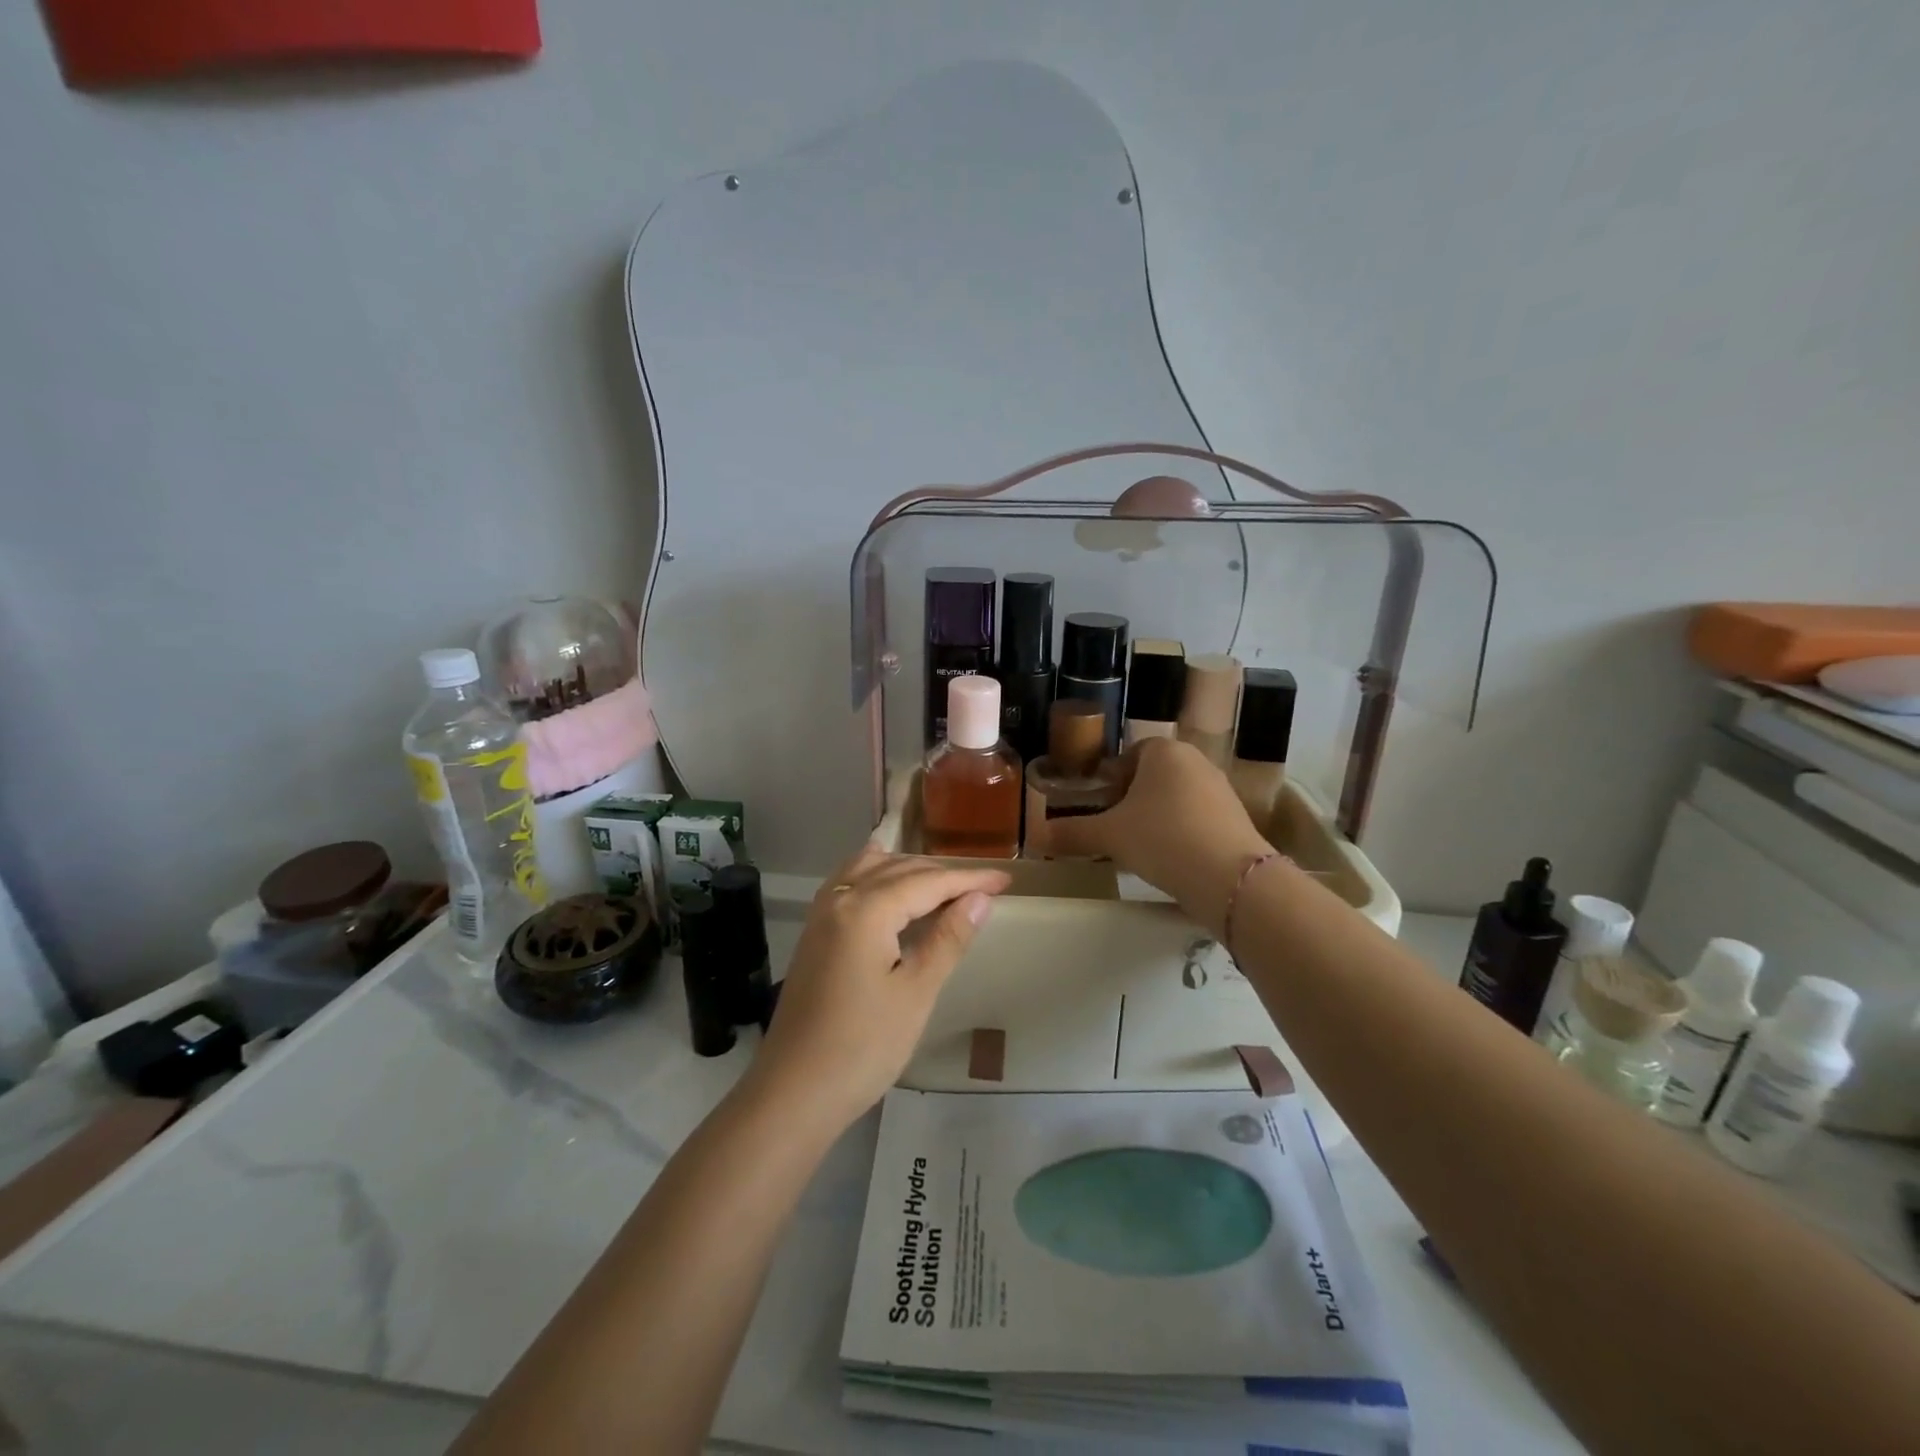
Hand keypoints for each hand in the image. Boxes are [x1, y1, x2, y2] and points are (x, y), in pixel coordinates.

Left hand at [748, 846, 1009, 1130]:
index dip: (969, 880)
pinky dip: (877, 875)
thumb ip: (948, 939)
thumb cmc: (863, 1047)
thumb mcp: (916, 993)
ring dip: (909, 870)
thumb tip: (980, 899)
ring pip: (871, 870)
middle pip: (899, 870)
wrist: (793, 1092)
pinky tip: (889, 884)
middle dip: (942, 874)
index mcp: (866, 910)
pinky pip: (850, 883)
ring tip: (945, 884)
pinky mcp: (814, 932)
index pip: (928, 882)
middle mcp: (841, 898)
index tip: (1006, 880)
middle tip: (984, 887)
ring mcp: (822, 914)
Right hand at [1047, 737, 1270, 935]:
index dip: (1111, 780)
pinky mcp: (1237, 818)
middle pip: (1153, 777)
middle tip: (1114, 829)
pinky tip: (1170, 860)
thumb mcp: (1108, 836)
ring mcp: (1221, 789)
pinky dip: (1181, 833)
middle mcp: (1196, 761)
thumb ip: (1071, 833)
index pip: (1129, 756)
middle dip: (1132, 800)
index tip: (1100, 807)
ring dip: (1157, 818)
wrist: (1230, 878)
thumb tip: (1033, 837)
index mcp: (1164, 751)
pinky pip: (1198, 818)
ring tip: (1140, 849)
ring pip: (1176, 798)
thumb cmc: (1162, 839)